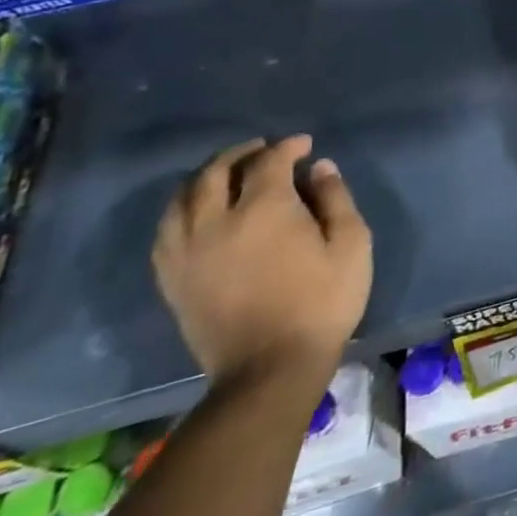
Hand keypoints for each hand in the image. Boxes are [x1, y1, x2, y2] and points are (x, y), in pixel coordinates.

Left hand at [152, 135, 372, 386]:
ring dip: (205, 176)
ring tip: (225, 174)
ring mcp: (187, 251)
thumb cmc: (321, 303)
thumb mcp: (351, 245)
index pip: (269, 161)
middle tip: (263, 149)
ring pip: (182, 197)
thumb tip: (320, 168)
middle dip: (241, 153)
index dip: (288, 147)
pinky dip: (181, 209)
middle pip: (216, 171)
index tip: (305, 146)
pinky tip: (196, 212)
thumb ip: (336, 199)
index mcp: (264, 209)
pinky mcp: (172, 278)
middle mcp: (216, 221)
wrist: (270, 369)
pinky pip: (166, 230)